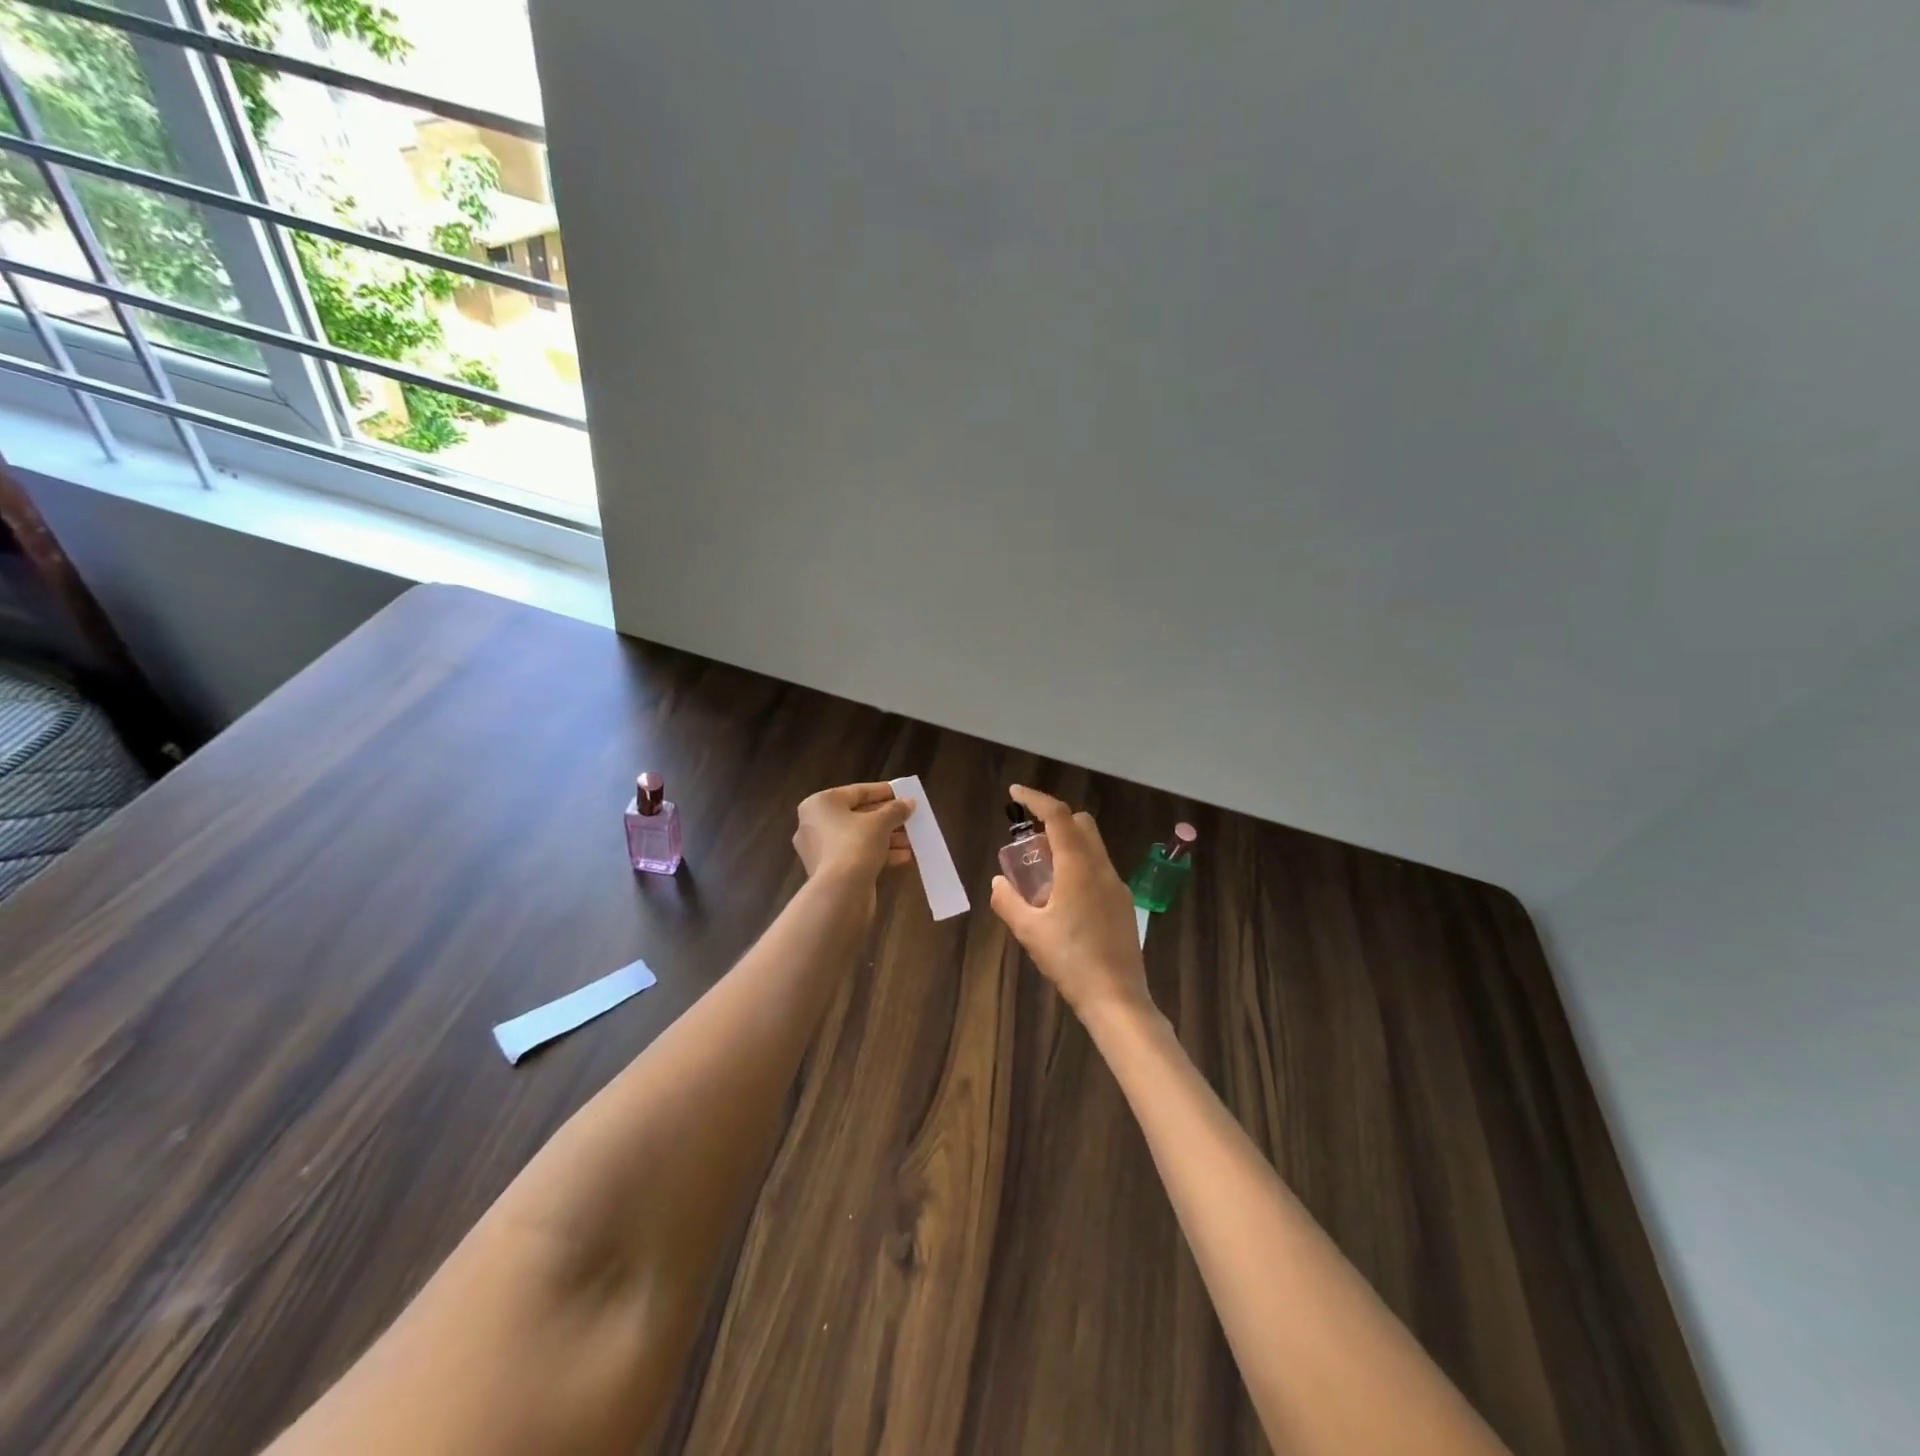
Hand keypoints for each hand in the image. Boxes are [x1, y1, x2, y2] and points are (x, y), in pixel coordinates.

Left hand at [793, 782, 914, 883]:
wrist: (839, 893)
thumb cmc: (855, 845)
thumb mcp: (880, 823)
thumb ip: (895, 810)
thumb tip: (909, 803)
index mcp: (820, 804)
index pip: (856, 792)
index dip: (883, 792)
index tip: (904, 794)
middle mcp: (815, 824)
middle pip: (858, 815)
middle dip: (888, 818)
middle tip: (910, 817)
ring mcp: (820, 850)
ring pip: (859, 837)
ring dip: (888, 837)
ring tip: (912, 839)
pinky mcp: (829, 871)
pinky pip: (856, 855)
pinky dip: (878, 853)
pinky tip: (904, 856)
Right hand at [989, 784, 1150, 1021]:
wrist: (1117, 999)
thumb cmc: (1071, 962)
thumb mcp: (1030, 932)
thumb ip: (1008, 901)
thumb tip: (998, 882)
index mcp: (1079, 868)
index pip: (1059, 816)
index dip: (1036, 799)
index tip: (1015, 793)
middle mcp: (1102, 868)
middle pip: (1081, 824)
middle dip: (1054, 822)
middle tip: (1028, 844)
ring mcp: (1117, 886)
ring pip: (1092, 847)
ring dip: (1066, 847)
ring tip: (1041, 876)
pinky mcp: (1124, 905)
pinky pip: (1098, 870)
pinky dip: (1078, 868)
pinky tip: (1063, 900)